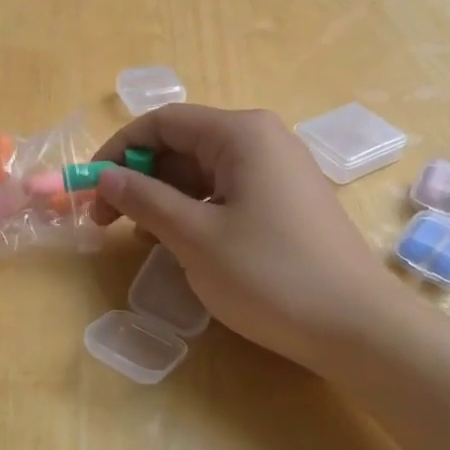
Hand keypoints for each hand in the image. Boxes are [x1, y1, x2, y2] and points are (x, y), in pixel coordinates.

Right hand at [89, 105, 402, 372]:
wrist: (358, 327)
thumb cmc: (270, 274)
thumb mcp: (195, 237)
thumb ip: (144, 199)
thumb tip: (105, 177)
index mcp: (240, 133)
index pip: (162, 122)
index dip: (119, 150)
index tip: (91, 189)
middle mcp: (262, 139)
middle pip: (183, 144)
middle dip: (140, 177)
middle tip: (106, 221)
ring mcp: (279, 169)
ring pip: (203, 170)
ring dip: (164, 197)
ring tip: (140, 238)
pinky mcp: (288, 200)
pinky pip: (228, 191)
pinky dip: (196, 210)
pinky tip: (181, 242)